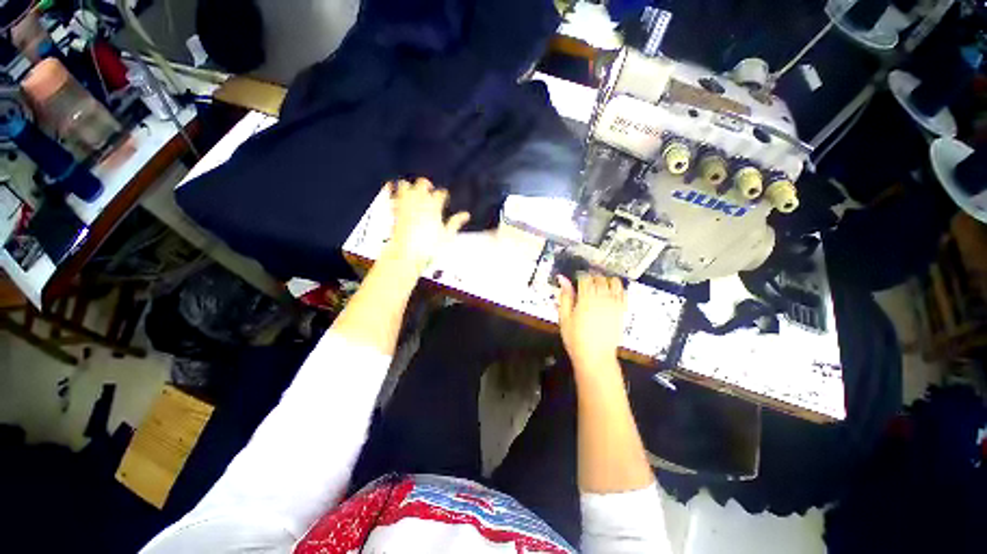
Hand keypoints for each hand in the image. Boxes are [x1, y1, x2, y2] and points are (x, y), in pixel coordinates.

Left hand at [384, 178, 469, 273]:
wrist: (406, 253)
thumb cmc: (428, 246)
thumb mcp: (446, 235)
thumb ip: (455, 222)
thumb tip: (466, 215)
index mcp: (434, 206)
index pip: (440, 193)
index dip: (443, 195)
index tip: (443, 198)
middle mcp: (419, 202)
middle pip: (423, 183)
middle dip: (426, 185)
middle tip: (428, 191)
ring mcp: (405, 204)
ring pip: (405, 184)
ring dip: (409, 187)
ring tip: (412, 193)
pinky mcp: (394, 209)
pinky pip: (392, 193)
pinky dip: (393, 191)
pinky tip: (396, 195)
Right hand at [557, 273, 627, 369]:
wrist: (595, 357)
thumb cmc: (575, 338)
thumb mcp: (564, 318)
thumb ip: (565, 296)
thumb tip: (562, 278)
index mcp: (586, 299)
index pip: (585, 278)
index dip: (580, 276)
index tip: (576, 280)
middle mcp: (602, 298)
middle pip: (599, 278)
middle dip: (592, 278)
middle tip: (585, 285)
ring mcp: (614, 304)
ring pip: (614, 282)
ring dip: (606, 281)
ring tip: (599, 287)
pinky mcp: (622, 311)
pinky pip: (623, 293)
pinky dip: (617, 289)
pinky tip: (610, 294)